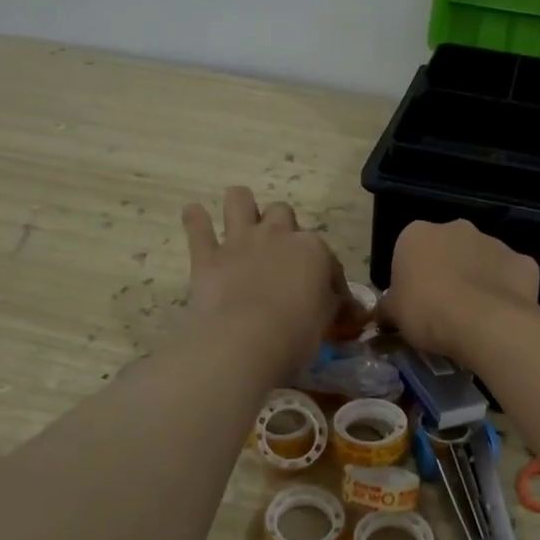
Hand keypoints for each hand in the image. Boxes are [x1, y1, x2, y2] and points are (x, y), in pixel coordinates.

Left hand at [181, 187, 352, 374]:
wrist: (247, 340)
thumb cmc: (297, 333)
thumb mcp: (327, 321)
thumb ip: (333, 306)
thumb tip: (346, 307)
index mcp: (313, 249)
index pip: (327, 258)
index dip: (328, 278)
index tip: (328, 300)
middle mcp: (278, 235)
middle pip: (282, 213)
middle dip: (282, 227)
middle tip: (279, 253)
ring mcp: (240, 241)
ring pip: (239, 200)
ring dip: (240, 205)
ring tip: (239, 218)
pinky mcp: (207, 256)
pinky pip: (197, 226)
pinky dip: (195, 219)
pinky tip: (194, 214)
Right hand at [376, 220, 538, 358]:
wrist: (484, 323)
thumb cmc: (427, 312)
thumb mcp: (394, 315)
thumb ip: (388, 308)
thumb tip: (383, 313)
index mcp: (417, 234)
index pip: (408, 250)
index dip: (411, 277)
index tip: (414, 302)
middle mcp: (457, 228)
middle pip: (448, 249)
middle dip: (446, 271)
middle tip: (443, 308)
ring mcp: (494, 242)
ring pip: (481, 260)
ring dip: (477, 279)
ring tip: (474, 316)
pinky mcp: (523, 261)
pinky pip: (510, 276)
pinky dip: (506, 291)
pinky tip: (500, 316)